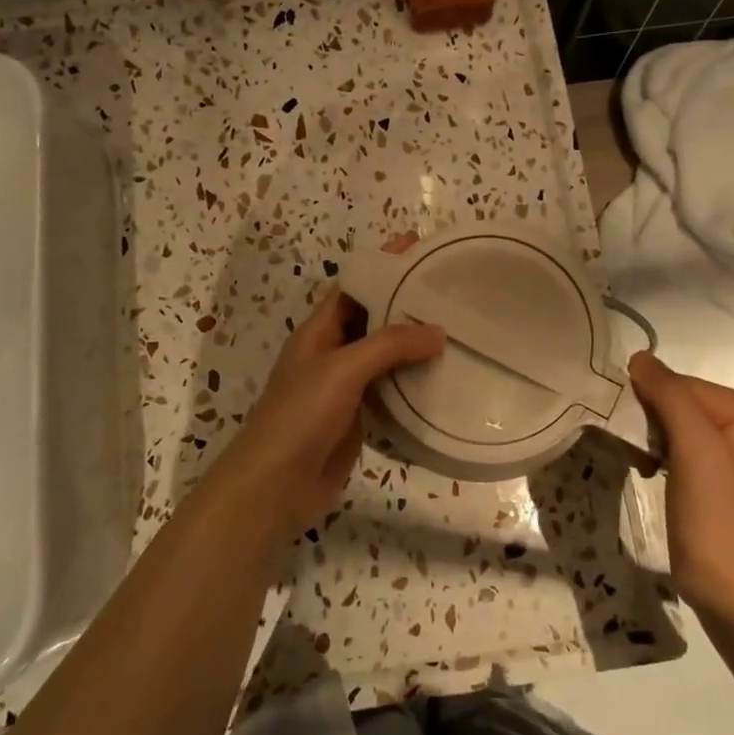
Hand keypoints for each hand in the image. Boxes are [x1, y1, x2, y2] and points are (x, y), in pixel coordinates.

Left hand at [213, 289, 444, 545]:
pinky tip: (444, 380)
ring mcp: (344, 389)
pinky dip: (414, 384)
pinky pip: (390, 392)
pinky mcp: (358, 419)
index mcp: (318, 332)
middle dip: (405, 304)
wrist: (276, 487)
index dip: (381, 266)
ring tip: (457, 330)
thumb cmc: (301, 416)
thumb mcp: (342, 369)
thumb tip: (438, 330)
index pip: (353, 287)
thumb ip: (389, 345)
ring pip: (384, 357)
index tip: (418, 247)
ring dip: (414, 346)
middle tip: (450, 291)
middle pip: (372, 320)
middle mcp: (331, 354)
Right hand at [626, 351, 733, 619]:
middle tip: (637, 450)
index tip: (633, 430)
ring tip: (641, 463)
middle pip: (670, 399)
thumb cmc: (716, 516)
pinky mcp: (701, 473)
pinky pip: (666, 443)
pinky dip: (649, 453)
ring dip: (644, 437)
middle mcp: (733, 421)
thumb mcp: (695, 449)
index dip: (649, 401)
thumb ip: (670, 396)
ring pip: (663, 421)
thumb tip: (638, 355)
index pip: (676, 382)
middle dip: (646, 420)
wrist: (731, 589)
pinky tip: (646, 471)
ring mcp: (717, 448)